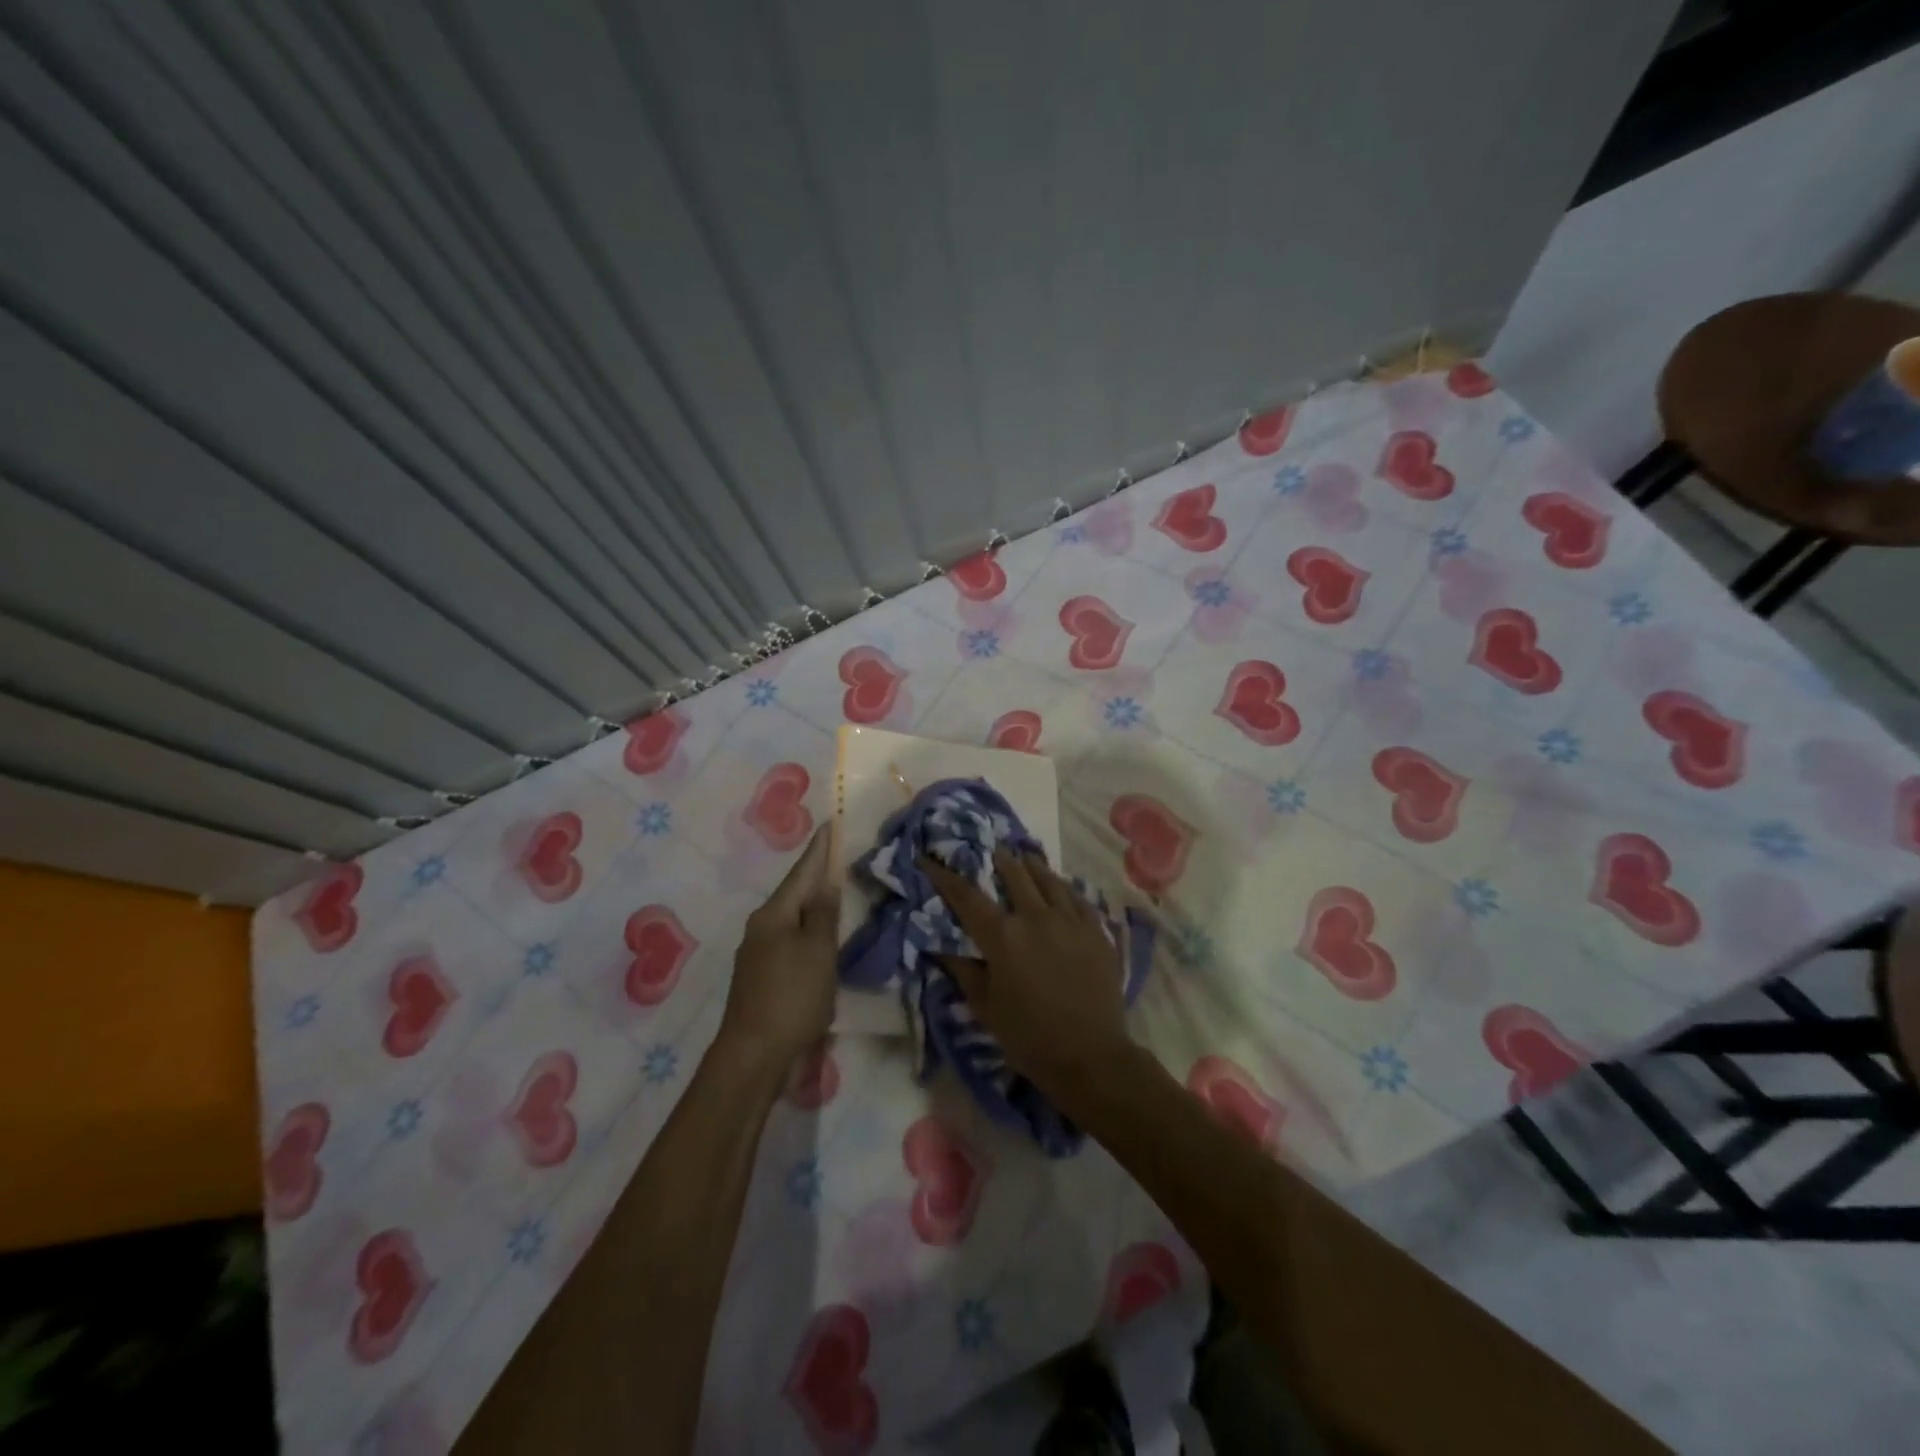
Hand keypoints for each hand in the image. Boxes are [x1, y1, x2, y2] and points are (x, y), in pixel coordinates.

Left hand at [720, 829, 838, 1069]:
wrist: (753, 1056)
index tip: (830, 822)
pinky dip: (809, 933)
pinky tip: (822, 938)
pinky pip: (791, 942)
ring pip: (793, 919)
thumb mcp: (817, 950)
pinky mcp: (763, 978)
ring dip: (814, 905)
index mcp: (774, 914)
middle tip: (839, 854)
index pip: (802, 872)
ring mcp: (759, 954)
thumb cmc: (792, 996)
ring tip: (836, 891)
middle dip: (816, 875)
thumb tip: (827, 879)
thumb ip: (824, 913)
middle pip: (795, 894)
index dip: (819, 848)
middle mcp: (762, 928)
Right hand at [921, 848, 1135, 1098]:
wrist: (1090, 1056)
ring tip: (1024, 856)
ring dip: (1032, 865)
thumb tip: (938, 943)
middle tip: (991, 849)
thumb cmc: (1029, 1037)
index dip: (944, 875)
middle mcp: (1035, 917)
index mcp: (1002, 936)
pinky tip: (1060, 885)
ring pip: (1048, 879)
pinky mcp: (1096, 931)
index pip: (966, 896)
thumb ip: (962, 969)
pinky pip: (1077, 897)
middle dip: (998, 859)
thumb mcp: (985, 1007)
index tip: (928, 859)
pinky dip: (1063, 887)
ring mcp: (1070, 920)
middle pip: (1013, 875)